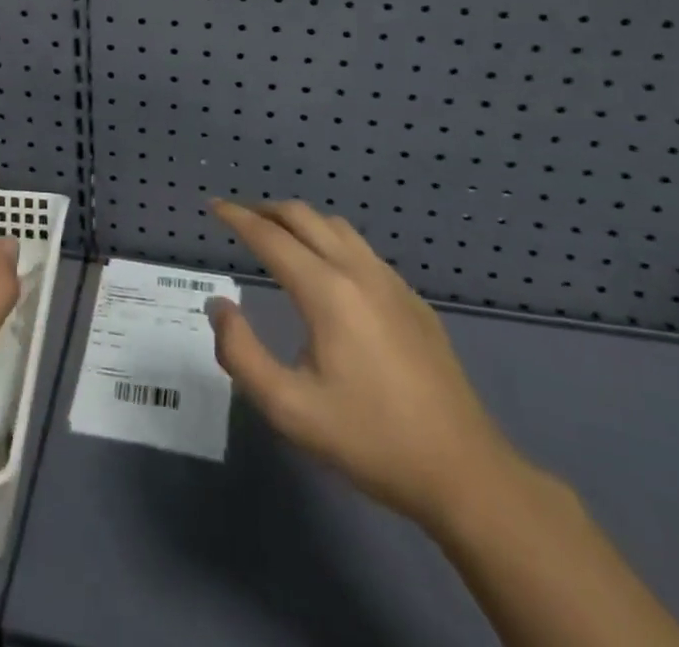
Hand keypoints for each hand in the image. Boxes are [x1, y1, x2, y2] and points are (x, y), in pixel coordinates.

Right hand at [207, 198, 524, 529]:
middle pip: (304, 217)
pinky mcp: (413, 301)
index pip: (270, 236)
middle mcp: (358, 271)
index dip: (238, 217)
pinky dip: (329, 240)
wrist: (465, 473)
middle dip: (266, 210)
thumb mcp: (290, 409)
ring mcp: (391, 283)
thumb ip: (241, 353)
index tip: (214, 206)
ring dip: (300, 221)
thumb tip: (219, 306)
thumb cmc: (371, 441)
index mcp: (327, 291)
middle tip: (239, 217)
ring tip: (277, 235)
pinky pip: (361, 249)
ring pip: (336, 227)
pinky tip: (326, 270)